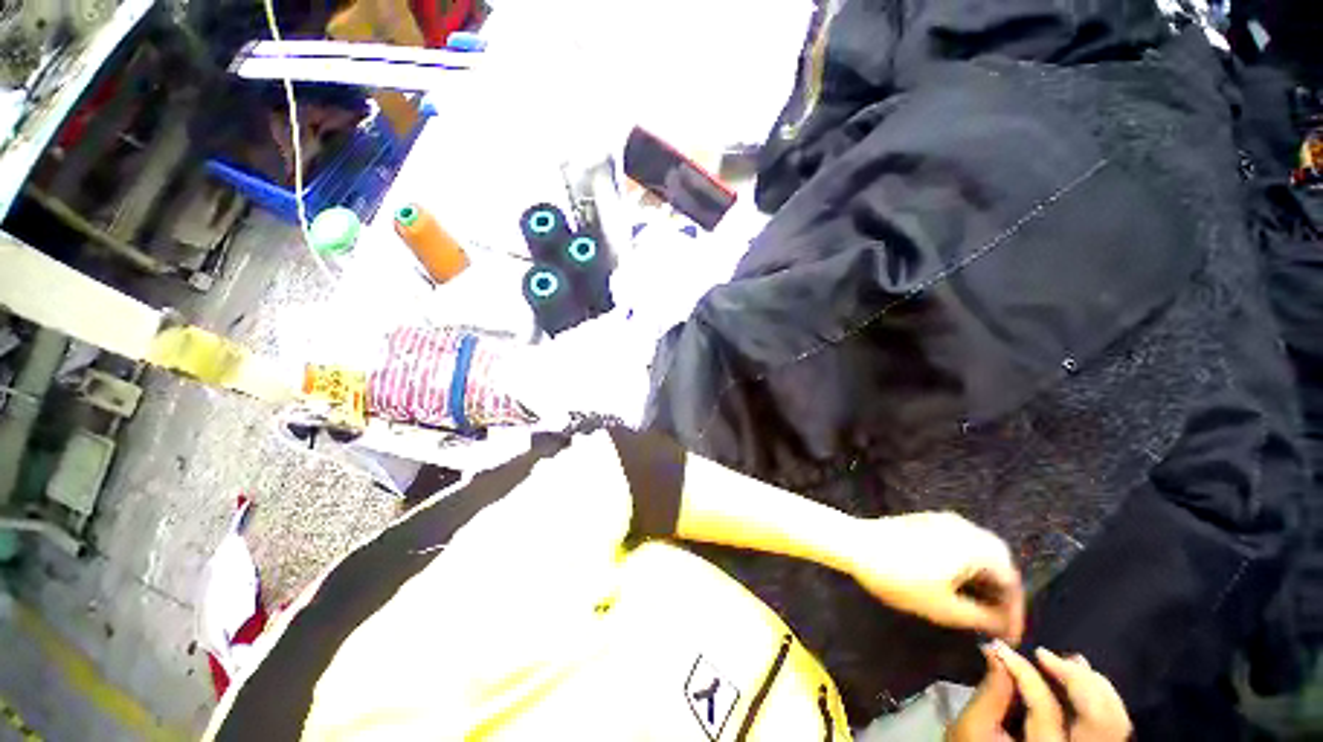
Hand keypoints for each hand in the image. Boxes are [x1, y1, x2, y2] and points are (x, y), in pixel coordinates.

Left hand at [847, 512, 1024, 640]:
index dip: (1014, 613)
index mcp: (976, 546)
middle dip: (1001, 594)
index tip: (1009, 638)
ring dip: (984, 579)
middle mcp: (966, 527)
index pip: (1012, 581)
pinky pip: (959, 543)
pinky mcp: (926, 520)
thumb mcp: (944, 608)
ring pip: (979, 552)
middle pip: (999, 562)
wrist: (855, 543)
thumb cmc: (900, 577)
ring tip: (977, 607)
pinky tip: (955, 583)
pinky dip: (965, 565)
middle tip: (996, 621)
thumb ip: (982, 618)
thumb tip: (1004, 626)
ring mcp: (944, 520)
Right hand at [947, 643, 1131, 741]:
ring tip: (1063, 661)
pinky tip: (1079, 676)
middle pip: (1099, 716)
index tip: (1002, 648)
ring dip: (1091, 682)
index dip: (1024, 672)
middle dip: (1075, 677)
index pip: (1045, 707)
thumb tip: (996, 651)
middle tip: (1043, 654)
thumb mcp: (973, 727)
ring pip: (1114, 716)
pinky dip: (1100, 693)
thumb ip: (989, 694)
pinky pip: (1113, 720)